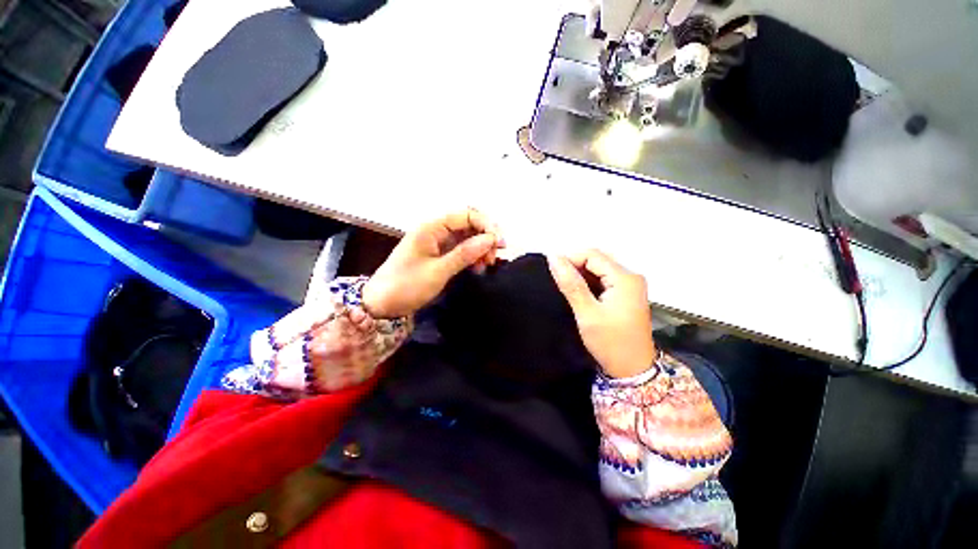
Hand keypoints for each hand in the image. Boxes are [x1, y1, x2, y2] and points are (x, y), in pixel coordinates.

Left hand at [362, 208, 504, 317]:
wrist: (382, 304)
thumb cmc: (406, 285)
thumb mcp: (438, 271)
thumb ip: (465, 254)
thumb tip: (490, 239)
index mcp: (432, 227)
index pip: (466, 214)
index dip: (486, 225)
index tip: (499, 243)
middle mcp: (436, 230)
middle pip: (468, 224)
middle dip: (485, 236)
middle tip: (495, 256)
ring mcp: (438, 242)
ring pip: (467, 237)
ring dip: (481, 248)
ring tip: (487, 264)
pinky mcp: (439, 254)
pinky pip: (461, 249)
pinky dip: (473, 256)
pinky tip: (478, 268)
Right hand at [548, 250, 655, 377]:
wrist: (632, 371)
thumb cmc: (610, 343)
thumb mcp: (587, 313)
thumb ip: (570, 284)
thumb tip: (553, 257)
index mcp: (625, 278)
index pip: (592, 255)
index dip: (570, 259)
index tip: (554, 275)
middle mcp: (631, 276)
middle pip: (597, 260)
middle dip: (575, 268)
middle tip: (560, 285)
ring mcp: (630, 286)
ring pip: (599, 269)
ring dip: (581, 276)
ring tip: (568, 292)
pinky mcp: (626, 294)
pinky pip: (604, 280)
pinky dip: (589, 284)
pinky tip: (581, 296)